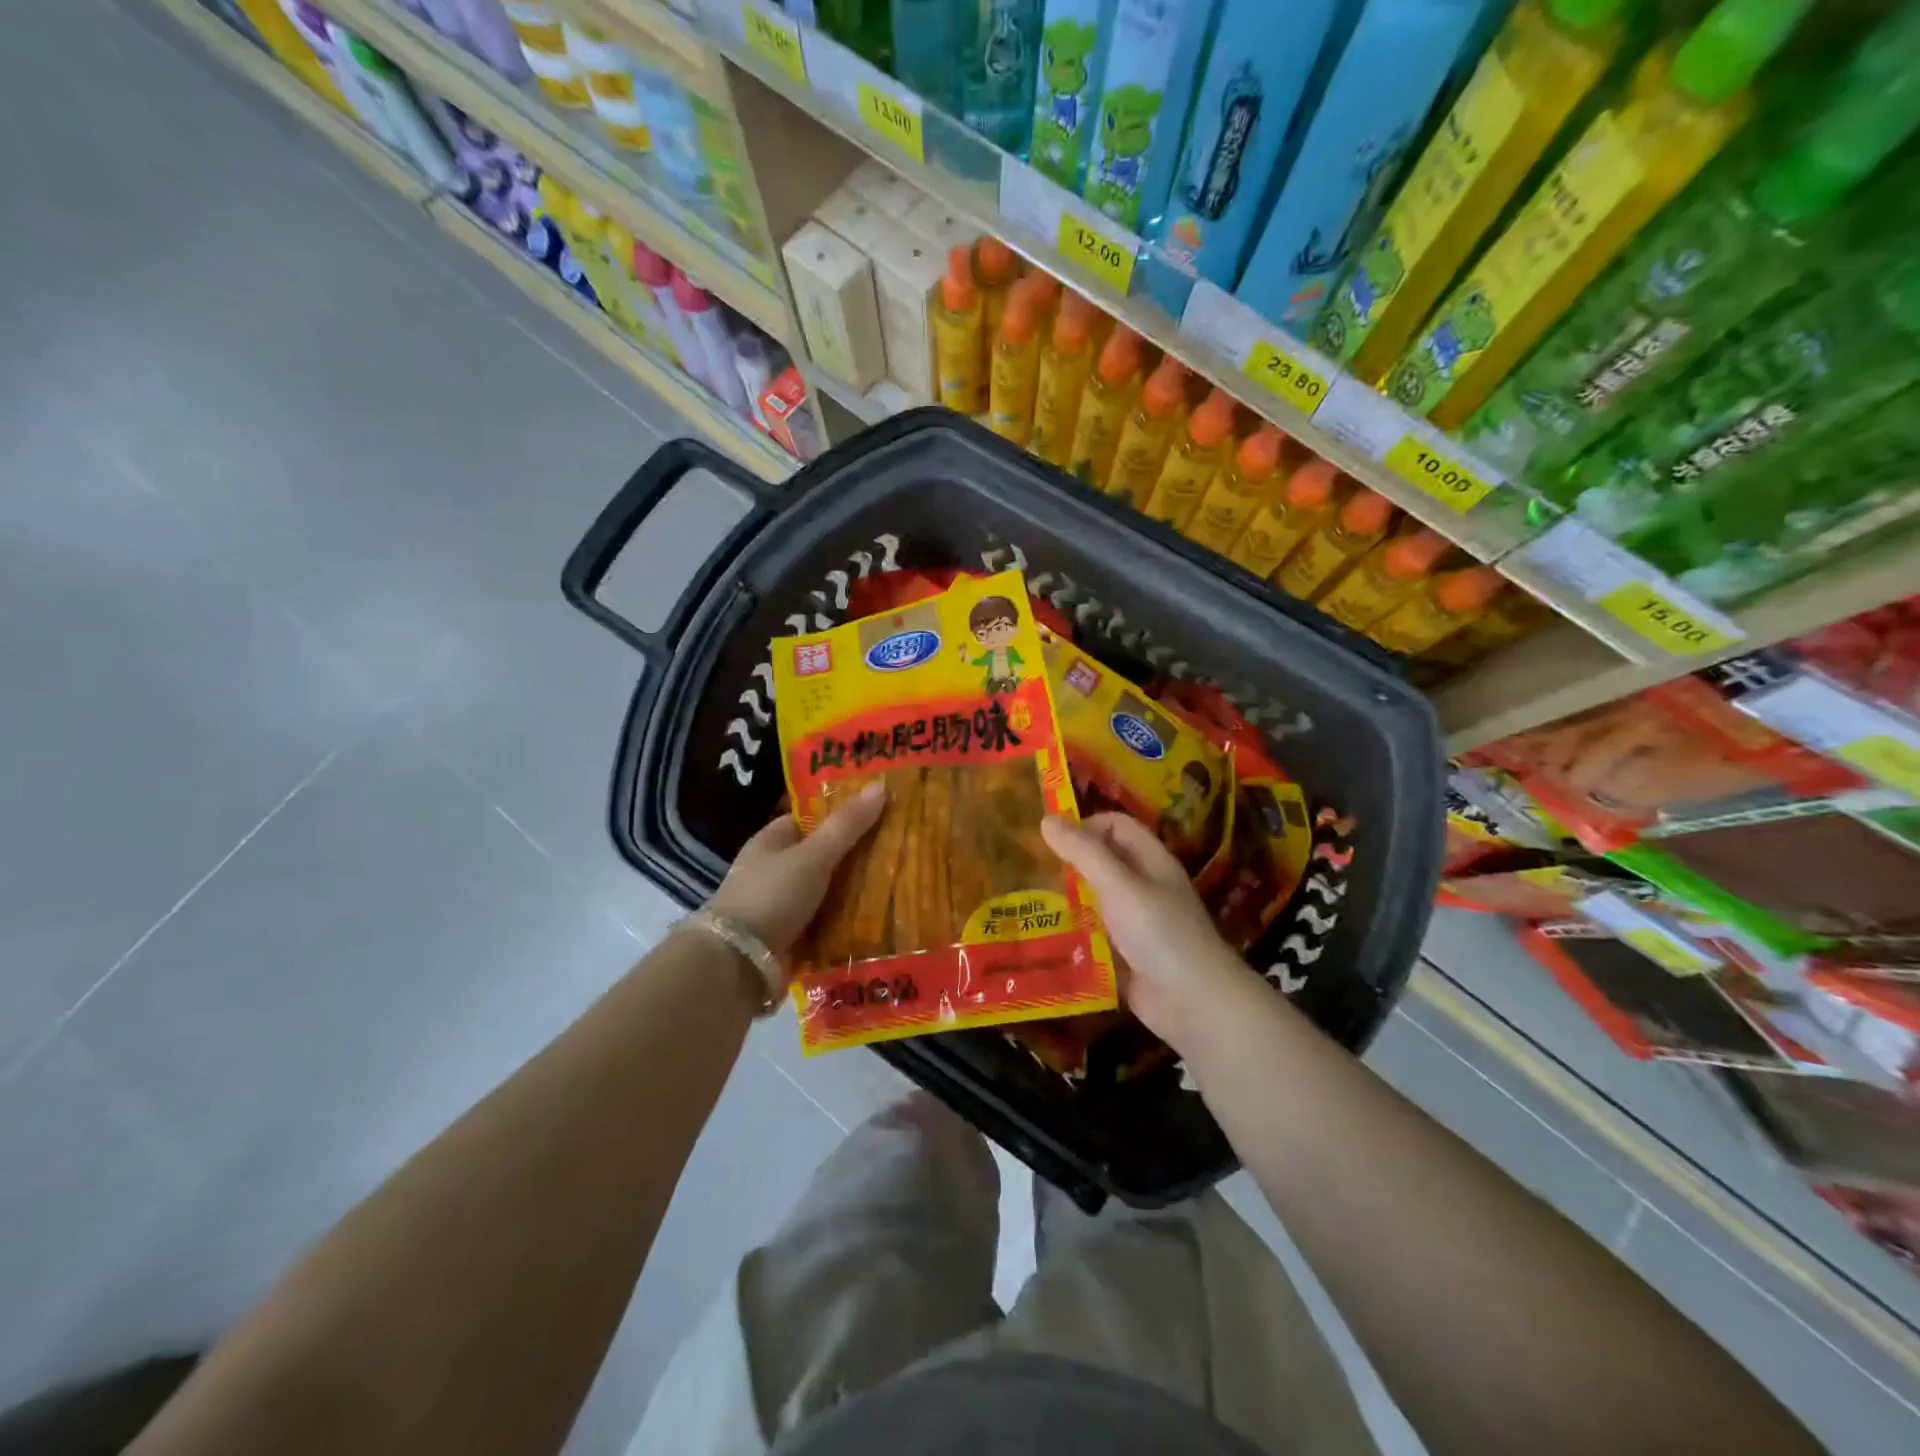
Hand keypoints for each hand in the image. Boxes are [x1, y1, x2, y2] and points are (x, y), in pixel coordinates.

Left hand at [709, 782, 886, 957]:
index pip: (810, 818)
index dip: (841, 812)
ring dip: (854, 891)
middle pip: (821, 856)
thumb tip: (880, 785)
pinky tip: (878, 919)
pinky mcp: (789, 937)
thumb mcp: (814, 855)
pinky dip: (846, 921)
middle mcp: (773, 870)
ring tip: (898, 883)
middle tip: (899, 848)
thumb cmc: (772, 896)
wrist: (738, 964)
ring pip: (826, 891)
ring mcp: (780, 905)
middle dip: (855, 855)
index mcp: (771, 842)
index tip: (879, 812)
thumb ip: (847, 825)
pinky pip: (825, 922)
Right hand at [1041, 812, 1255, 1054]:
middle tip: (1032, 872)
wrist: (1194, 1003)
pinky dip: (1073, 934)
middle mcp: (1144, 886)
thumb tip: (1046, 819)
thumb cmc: (1160, 933)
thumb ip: (1084, 853)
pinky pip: (1094, 935)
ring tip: (1031, 903)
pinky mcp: (1125, 954)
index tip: (1052, 842)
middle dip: (1070, 863)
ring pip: (1095, 899)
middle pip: (1103, 861)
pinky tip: (1045, 938)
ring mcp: (1135, 922)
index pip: (1116, 826)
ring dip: (1067, 900)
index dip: (1086, 826)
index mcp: (1151, 860)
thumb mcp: (1119, 886)